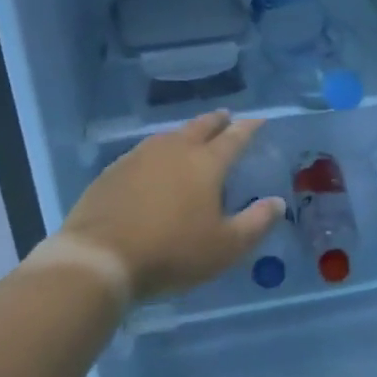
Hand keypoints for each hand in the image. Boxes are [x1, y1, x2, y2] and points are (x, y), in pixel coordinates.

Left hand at [57, 111, 283, 300]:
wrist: (99, 259)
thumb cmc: (172, 252)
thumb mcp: (226, 247)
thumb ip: (256, 223)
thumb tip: (277, 202)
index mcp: (206, 164)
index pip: (234, 138)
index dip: (249, 128)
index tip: (259, 120)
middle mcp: (174, 151)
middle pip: (200, 127)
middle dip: (217, 121)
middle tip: (226, 117)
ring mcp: (139, 158)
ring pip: (169, 136)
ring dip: (185, 133)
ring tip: (192, 136)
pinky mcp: (112, 173)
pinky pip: (143, 152)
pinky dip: (158, 151)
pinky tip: (154, 164)